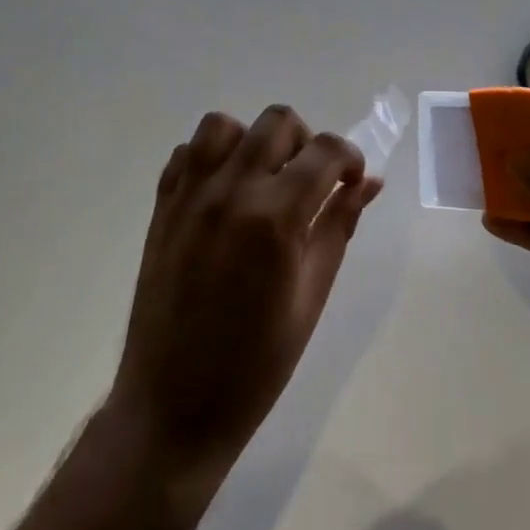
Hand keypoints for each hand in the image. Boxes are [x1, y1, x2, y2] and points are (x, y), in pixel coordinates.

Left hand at [108, 105, 382, 484]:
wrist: (172, 406)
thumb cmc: (256, 364)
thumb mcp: (311, 297)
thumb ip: (339, 228)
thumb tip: (368, 183)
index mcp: (274, 217)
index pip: (325, 151)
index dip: (349, 158)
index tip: (352, 181)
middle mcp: (229, 191)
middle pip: (277, 122)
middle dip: (305, 142)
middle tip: (309, 183)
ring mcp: (188, 196)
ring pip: (224, 125)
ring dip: (253, 142)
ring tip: (263, 181)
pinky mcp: (161, 207)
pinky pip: (187, 154)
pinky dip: (211, 159)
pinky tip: (224, 195)